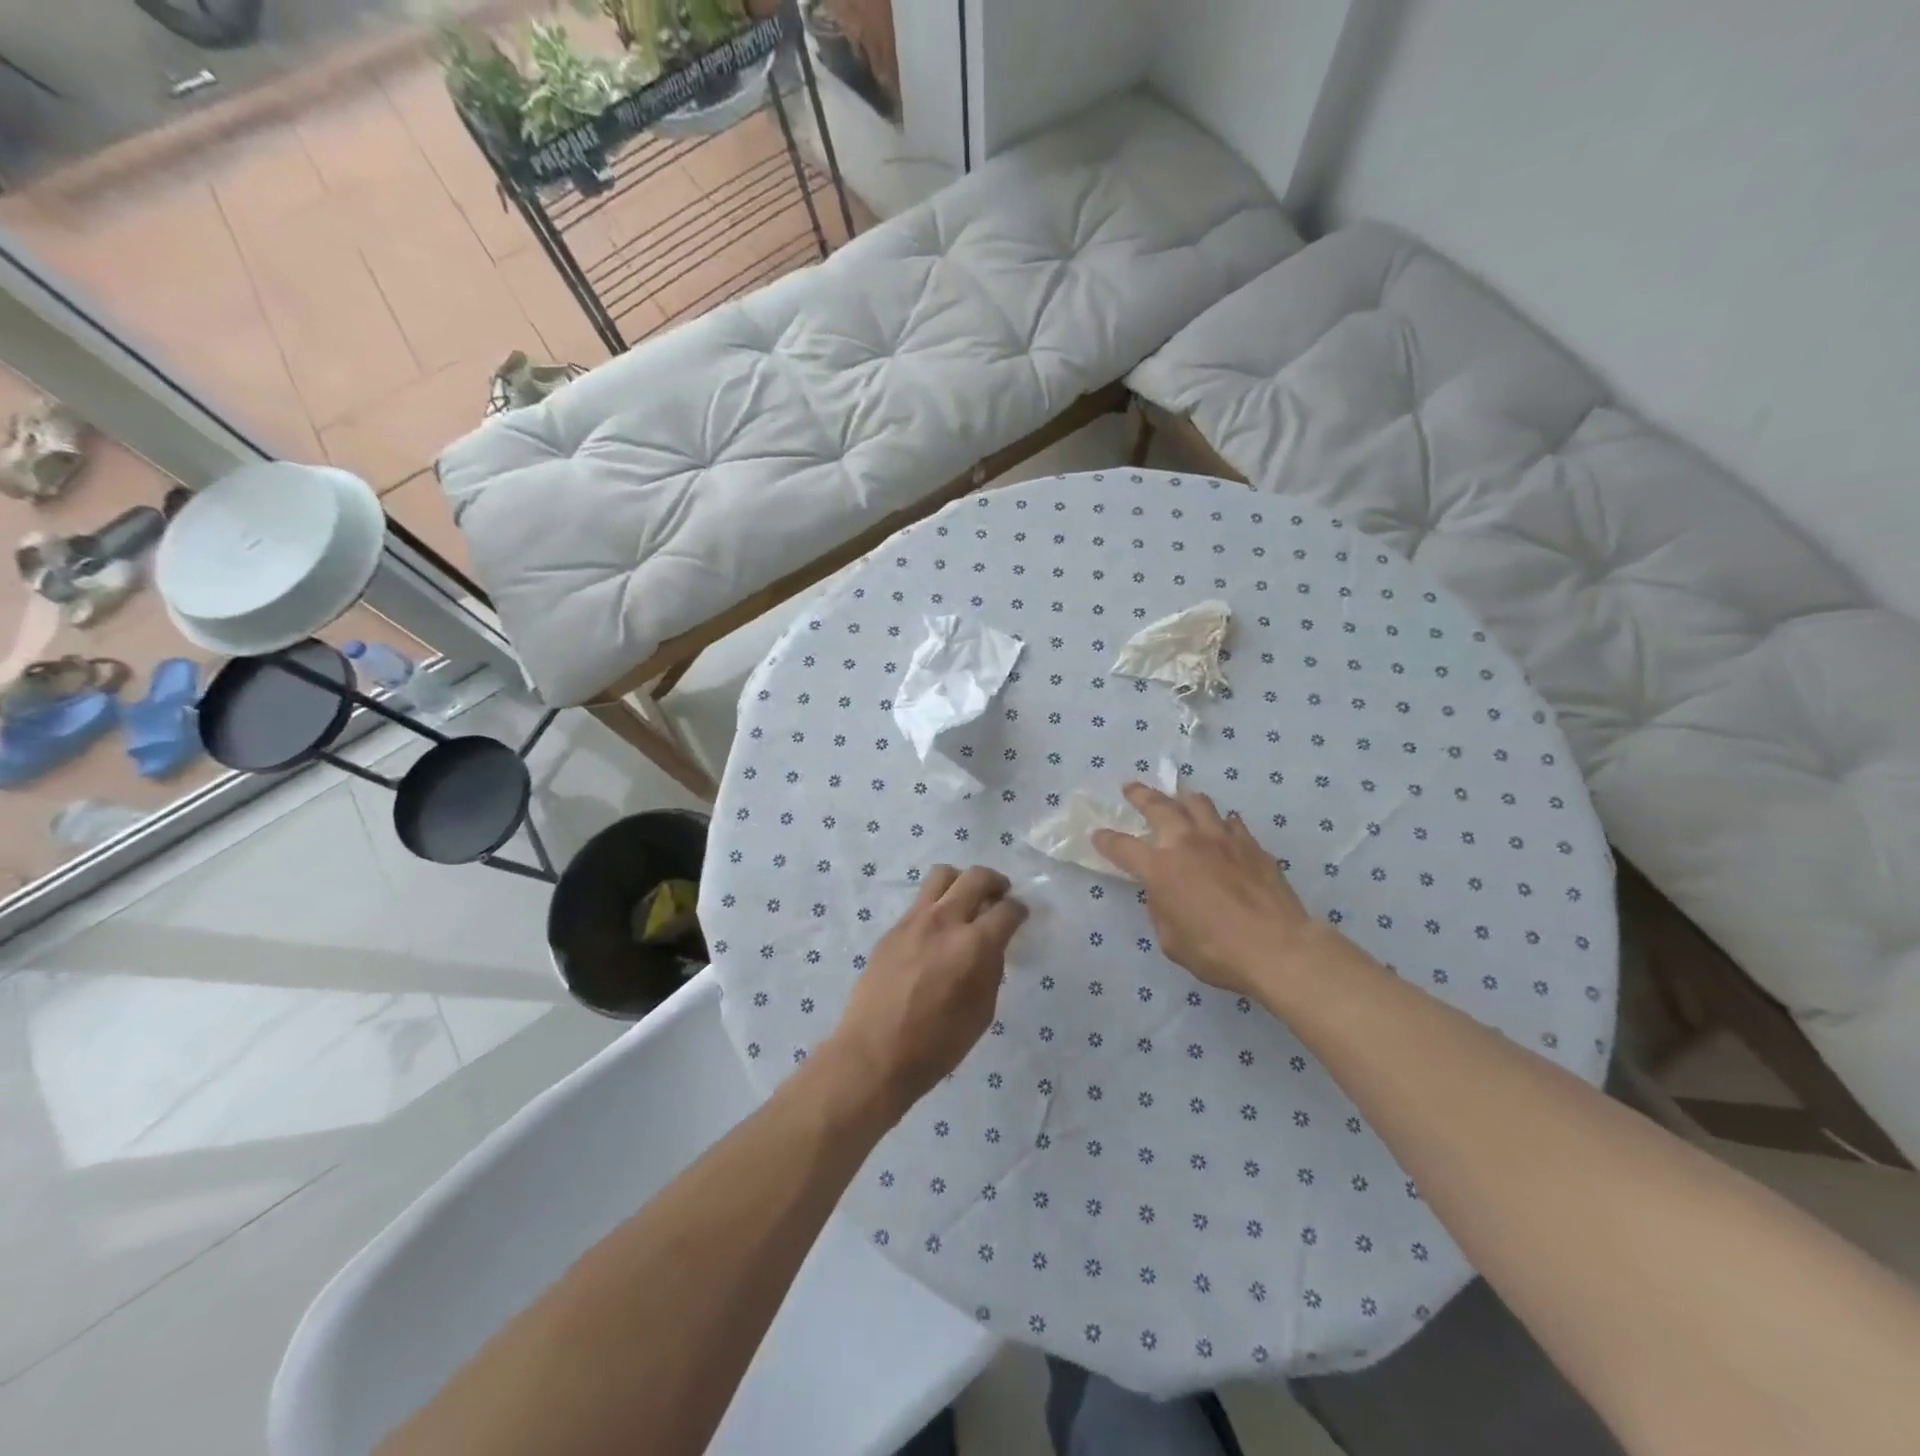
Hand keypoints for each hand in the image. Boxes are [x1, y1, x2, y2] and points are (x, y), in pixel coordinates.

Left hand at [830, 865, 1026, 1115]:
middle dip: (996, 882)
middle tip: (999, 896)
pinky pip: (921, 901)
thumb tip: (991, 947)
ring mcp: (914, 920)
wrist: (874, 1054)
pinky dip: (937, 904)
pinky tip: (938, 930)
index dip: (1019, 910)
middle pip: (976, 877)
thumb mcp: (981, 1012)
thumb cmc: (936, 1045)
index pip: (1007, 910)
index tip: (1020, 915)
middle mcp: (945, 921)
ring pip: (943, 875)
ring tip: (966, 901)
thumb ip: (991, 970)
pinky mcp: (893, 929)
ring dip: (961, 882)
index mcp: (974, 945)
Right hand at [1091, 784, 1328, 998]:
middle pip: (1159, 806)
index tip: (1097, 834)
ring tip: (1178, 800)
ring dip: (1182, 800)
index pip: (1122, 846)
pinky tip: (1221, 829)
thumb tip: (1163, 895)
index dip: (1106, 840)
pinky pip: (1231, 822)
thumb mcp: (1171, 940)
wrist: (1277, 947)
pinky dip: (1220, 822)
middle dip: (1140, 795)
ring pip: (1198, 803)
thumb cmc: (1216, 951)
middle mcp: (1187, 843)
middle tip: (1130, 788)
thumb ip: (1161, 910)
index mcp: (1160, 868)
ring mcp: (1222, 839)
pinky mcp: (1251, 845)